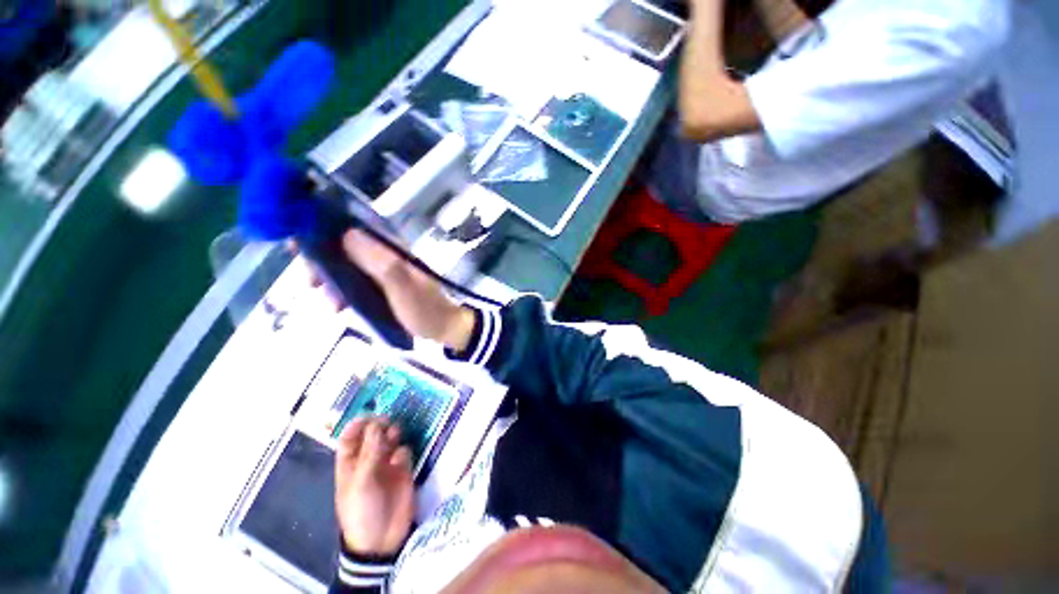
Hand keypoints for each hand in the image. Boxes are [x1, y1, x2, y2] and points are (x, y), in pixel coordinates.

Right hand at [306, 229, 476, 350]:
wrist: (443, 328)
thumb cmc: (424, 307)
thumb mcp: (400, 284)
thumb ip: (377, 260)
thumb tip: (346, 233)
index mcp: (390, 248)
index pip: (351, 228)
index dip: (322, 231)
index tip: (299, 247)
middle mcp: (384, 255)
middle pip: (343, 247)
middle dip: (323, 262)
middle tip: (312, 283)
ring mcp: (383, 271)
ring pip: (347, 266)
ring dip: (331, 281)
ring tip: (332, 304)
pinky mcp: (383, 287)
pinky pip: (355, 283)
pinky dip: (343, 292)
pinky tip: (340, 307)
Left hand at [335, 417, 415, 555]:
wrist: (381, 539)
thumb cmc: (361, 511)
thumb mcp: (361, 483)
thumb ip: (369, 453)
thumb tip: (376, 425)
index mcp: (350, 464)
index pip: (349, 439)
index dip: (356, 425)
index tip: (368, 414)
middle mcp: (368, 460)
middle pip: (372, 435)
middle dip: (378, 426)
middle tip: (386, 421)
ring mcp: (387, 464)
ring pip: (390, 440)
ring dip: (392, 435)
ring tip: (394, 436)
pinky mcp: (404, 469)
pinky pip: (404, 451)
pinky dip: (403, 451)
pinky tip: (401, 460)